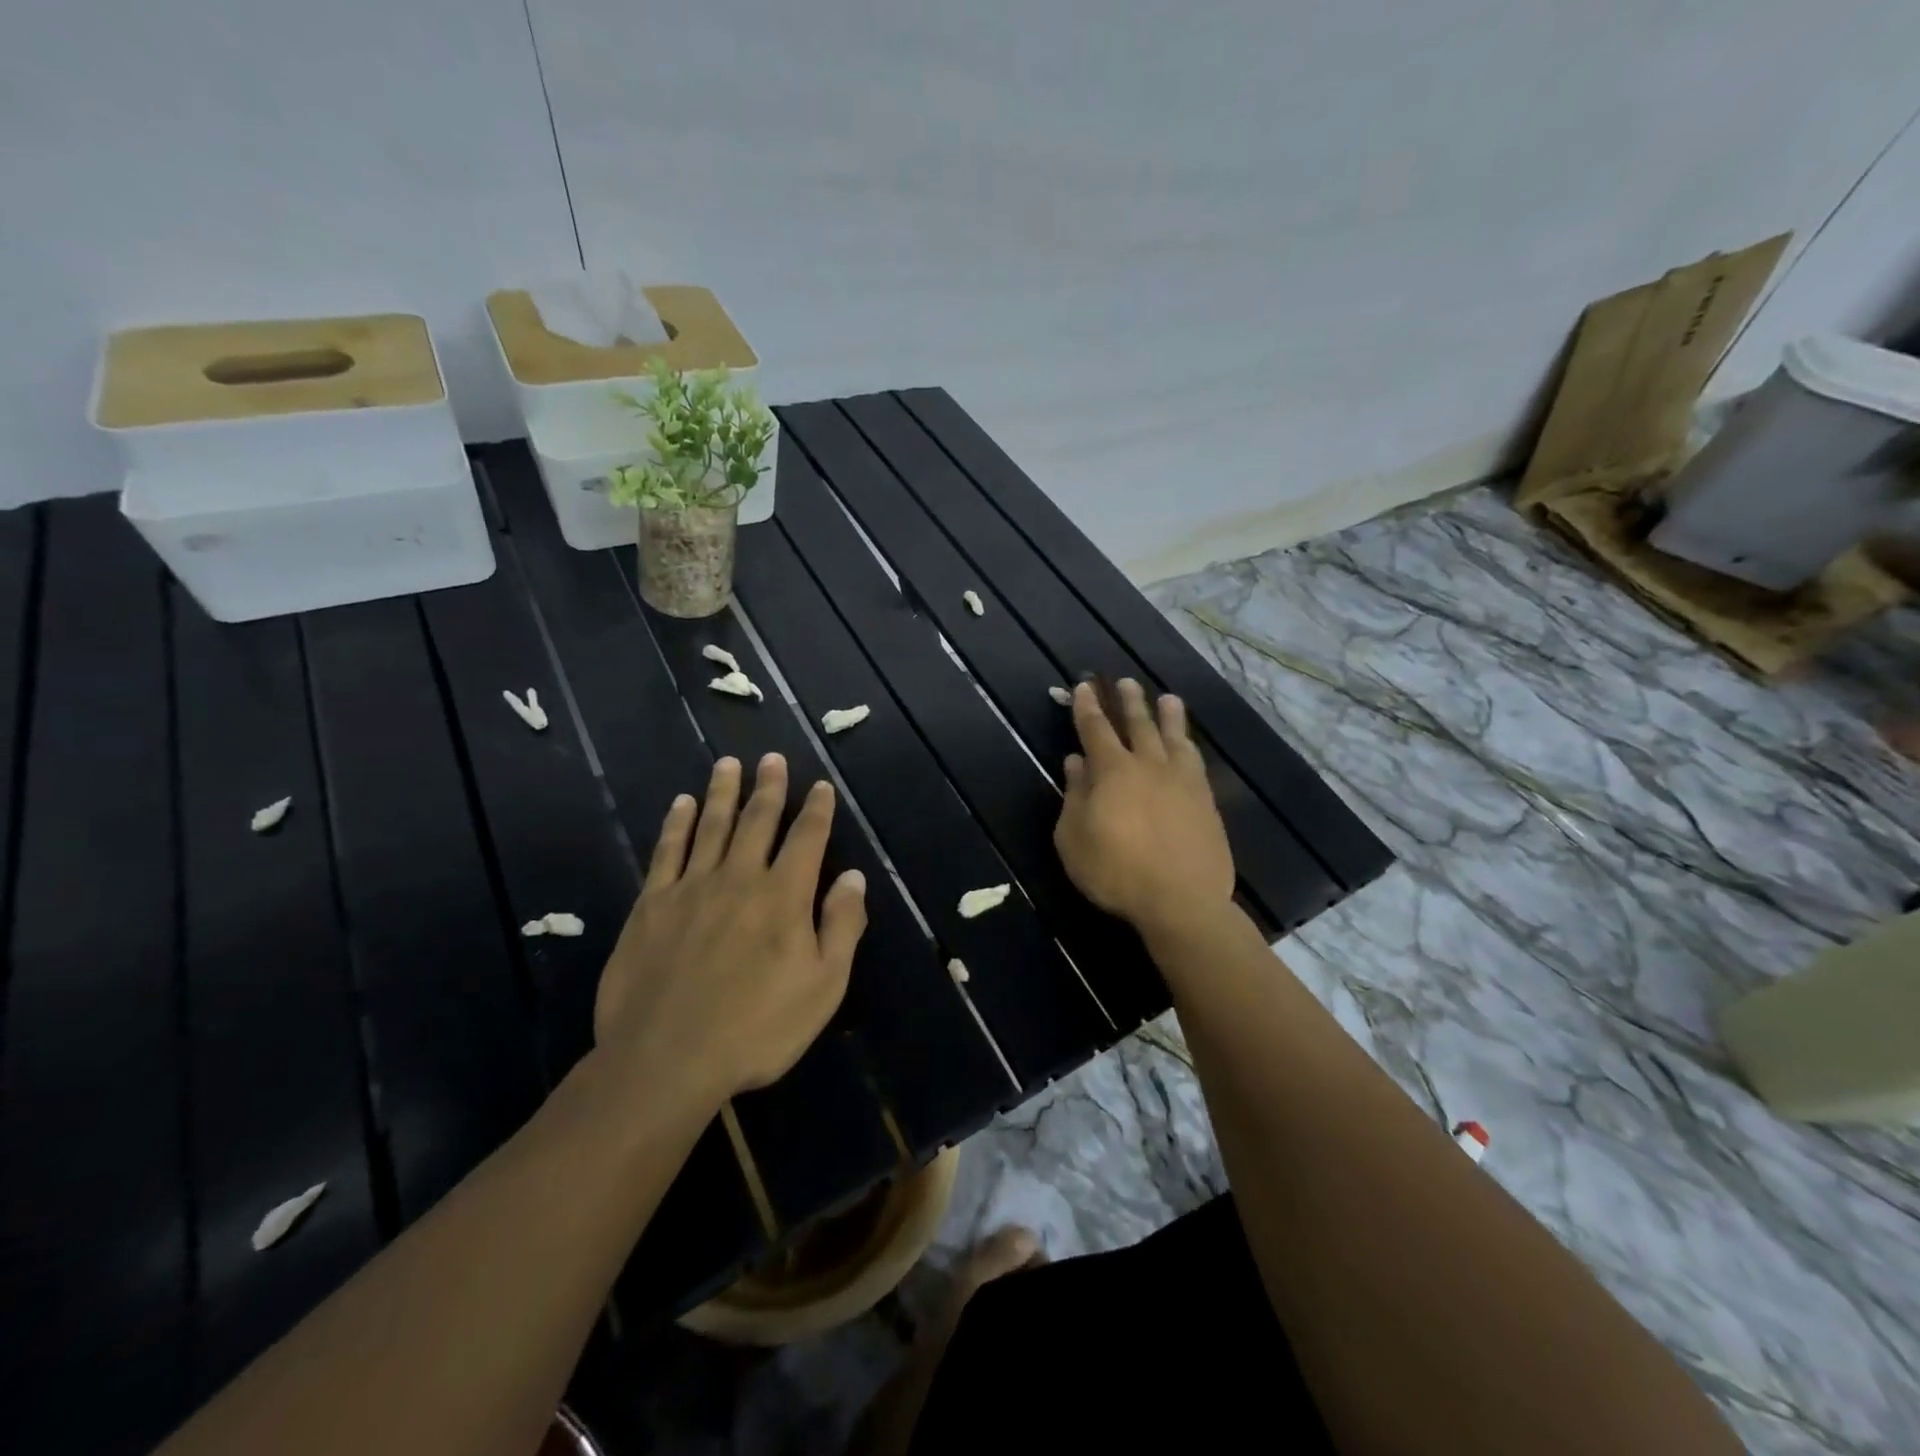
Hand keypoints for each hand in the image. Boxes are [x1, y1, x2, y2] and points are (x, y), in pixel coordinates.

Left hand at [593, 753, 867, 1108]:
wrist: (666, 1060)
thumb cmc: (757, 1028)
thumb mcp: (823, 986)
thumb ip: (841, 926)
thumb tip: (853, 876)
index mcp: (784, 897)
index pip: (806, 839)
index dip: (816, 809)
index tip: (820, 785)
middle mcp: (739, 878)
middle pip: (757, 821)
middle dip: (769, 787)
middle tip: (771, 759)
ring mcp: (691, 888)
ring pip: (711, 826)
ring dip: (723, 792)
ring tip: (728, 763)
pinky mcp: (651, 905)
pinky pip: (667, 851)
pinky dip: (676, 824)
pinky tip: (681, 804)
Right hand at [1054, 679, 1234, 941]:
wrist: (1181, 900)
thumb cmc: (1115, 871)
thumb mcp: (1074, 838)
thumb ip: (1075, 795)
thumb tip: (1076, 762)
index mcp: (1113, 771)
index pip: (1096, 729)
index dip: (1088, 708)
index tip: (1084, 687)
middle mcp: (1149, 766)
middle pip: (1139, 725)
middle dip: (1129, 702)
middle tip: (1126, 682)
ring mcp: (1182, 781)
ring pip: (1174, 738)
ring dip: (1169, 716)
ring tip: (1168, 699)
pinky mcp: (1206, 801)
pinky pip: (1196, 762)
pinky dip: (1189, 746)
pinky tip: (1189, 745)